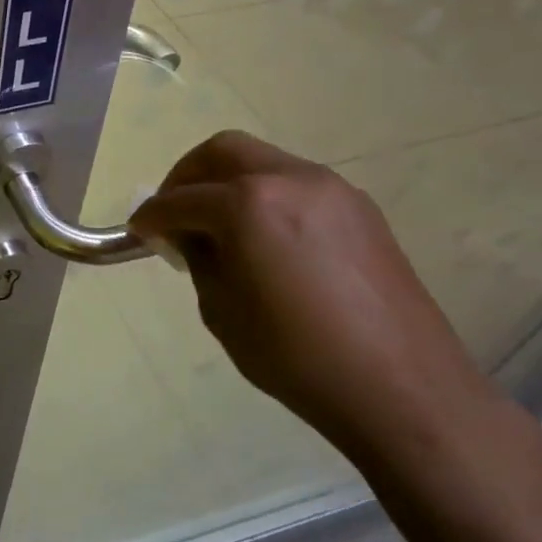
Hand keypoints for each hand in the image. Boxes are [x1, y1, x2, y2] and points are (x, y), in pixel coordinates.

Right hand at [128, 131, 499, 455]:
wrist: (403, 389)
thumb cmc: (297, 356)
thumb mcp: (222, 309)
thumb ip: (199, 259)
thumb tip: (191, 236)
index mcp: (248, 204)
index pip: (182, 199)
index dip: (152, 216)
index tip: (138, 231)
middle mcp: (290, 179)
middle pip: (223, 152)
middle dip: (188, 176)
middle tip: (175, 212)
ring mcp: (332, 189)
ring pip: (264, 162)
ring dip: (230, 183)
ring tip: (221, 227)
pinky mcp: (361, 209)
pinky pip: (297, 185)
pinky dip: (267, 197)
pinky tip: (266, 239)